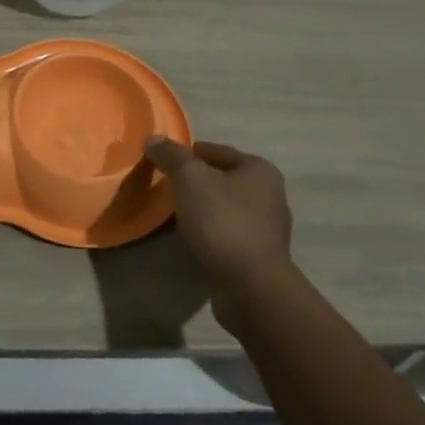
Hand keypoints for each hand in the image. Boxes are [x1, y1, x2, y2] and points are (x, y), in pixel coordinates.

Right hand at [146, 137, 293, 293]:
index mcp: (260, 170)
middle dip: (197, 182)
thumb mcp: (190, 178)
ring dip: (204, 209)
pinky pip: (229, 235)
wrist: (250, 286)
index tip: (163, 162)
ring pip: (227, 208)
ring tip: (176, 215)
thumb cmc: (222, 221)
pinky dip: (212, 233)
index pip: (217, 150)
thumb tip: (154, 138)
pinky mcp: (260, 258)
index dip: (188, 153)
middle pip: (223, 179)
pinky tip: (194, 240)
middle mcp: (271, 196)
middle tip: (167, 188)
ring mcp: (268, 230)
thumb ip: (171, 155)